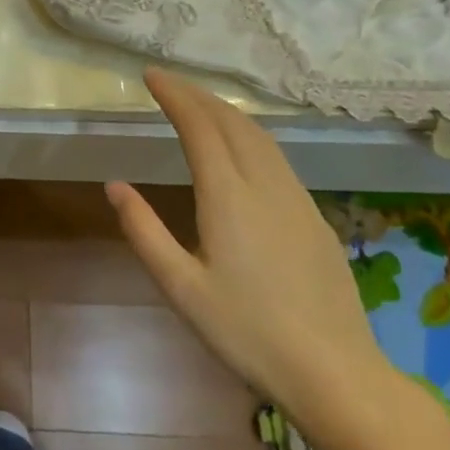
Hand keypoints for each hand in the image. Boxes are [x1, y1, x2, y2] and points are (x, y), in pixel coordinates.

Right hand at [105, 69, 391, 425]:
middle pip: (233, 122)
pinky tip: (242, 148)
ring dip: (227, 111)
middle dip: (199, 95)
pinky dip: (250, 135)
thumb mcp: (180, 287)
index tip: (151, 76)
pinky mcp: (315, 218)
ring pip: (261, 137)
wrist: (334, 372)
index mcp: (228, 197)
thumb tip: (115, 186)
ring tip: (200, 104)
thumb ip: (144, 231)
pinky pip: (278, 158)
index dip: (175, 96)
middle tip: (169, 83)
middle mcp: (265, 186)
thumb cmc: (246, 332)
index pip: (199, 127)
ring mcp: (297, 199)